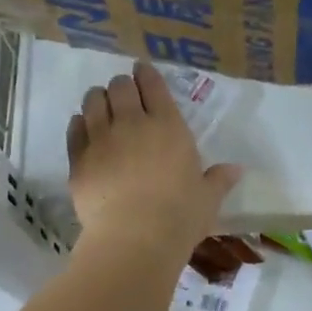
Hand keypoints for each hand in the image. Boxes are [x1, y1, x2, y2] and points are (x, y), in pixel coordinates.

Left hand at [66, 62, 240, 260]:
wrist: (134, 239)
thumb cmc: (179, 217)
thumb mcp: (208, 199)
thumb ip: (219, 180)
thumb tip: (237, 170)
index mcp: (168, 126)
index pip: (153, 86)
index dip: (146, 74)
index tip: (141, 71)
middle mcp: (132, 124)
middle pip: (120, 87)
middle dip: (122, 86)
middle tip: (124, 94)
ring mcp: (101, 139)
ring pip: (93, 101)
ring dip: (98, 99)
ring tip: (101, 105)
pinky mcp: (78, 159)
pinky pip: (74, 128)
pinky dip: (79, 123)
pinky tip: (83, 127)